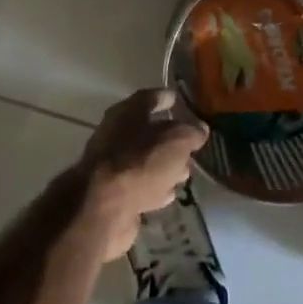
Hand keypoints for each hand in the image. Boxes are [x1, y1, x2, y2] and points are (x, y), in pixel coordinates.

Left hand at [77, 89, 209, 259]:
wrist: (103, 206)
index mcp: (127, 113)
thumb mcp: (177, 141)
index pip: (150, 98)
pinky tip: (169, 194)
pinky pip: (140, 185)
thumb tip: (199, 129)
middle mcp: (116, 135)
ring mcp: (112, 165)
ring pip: (145, 160)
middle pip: (147, 131)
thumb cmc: (141, 162)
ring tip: (186, 172)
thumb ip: (191, 132)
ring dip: (164, 166)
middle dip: (170, 138)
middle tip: (191, 144)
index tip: (179, 100)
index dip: (166, 98)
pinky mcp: (114, 193)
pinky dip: (154, 187)